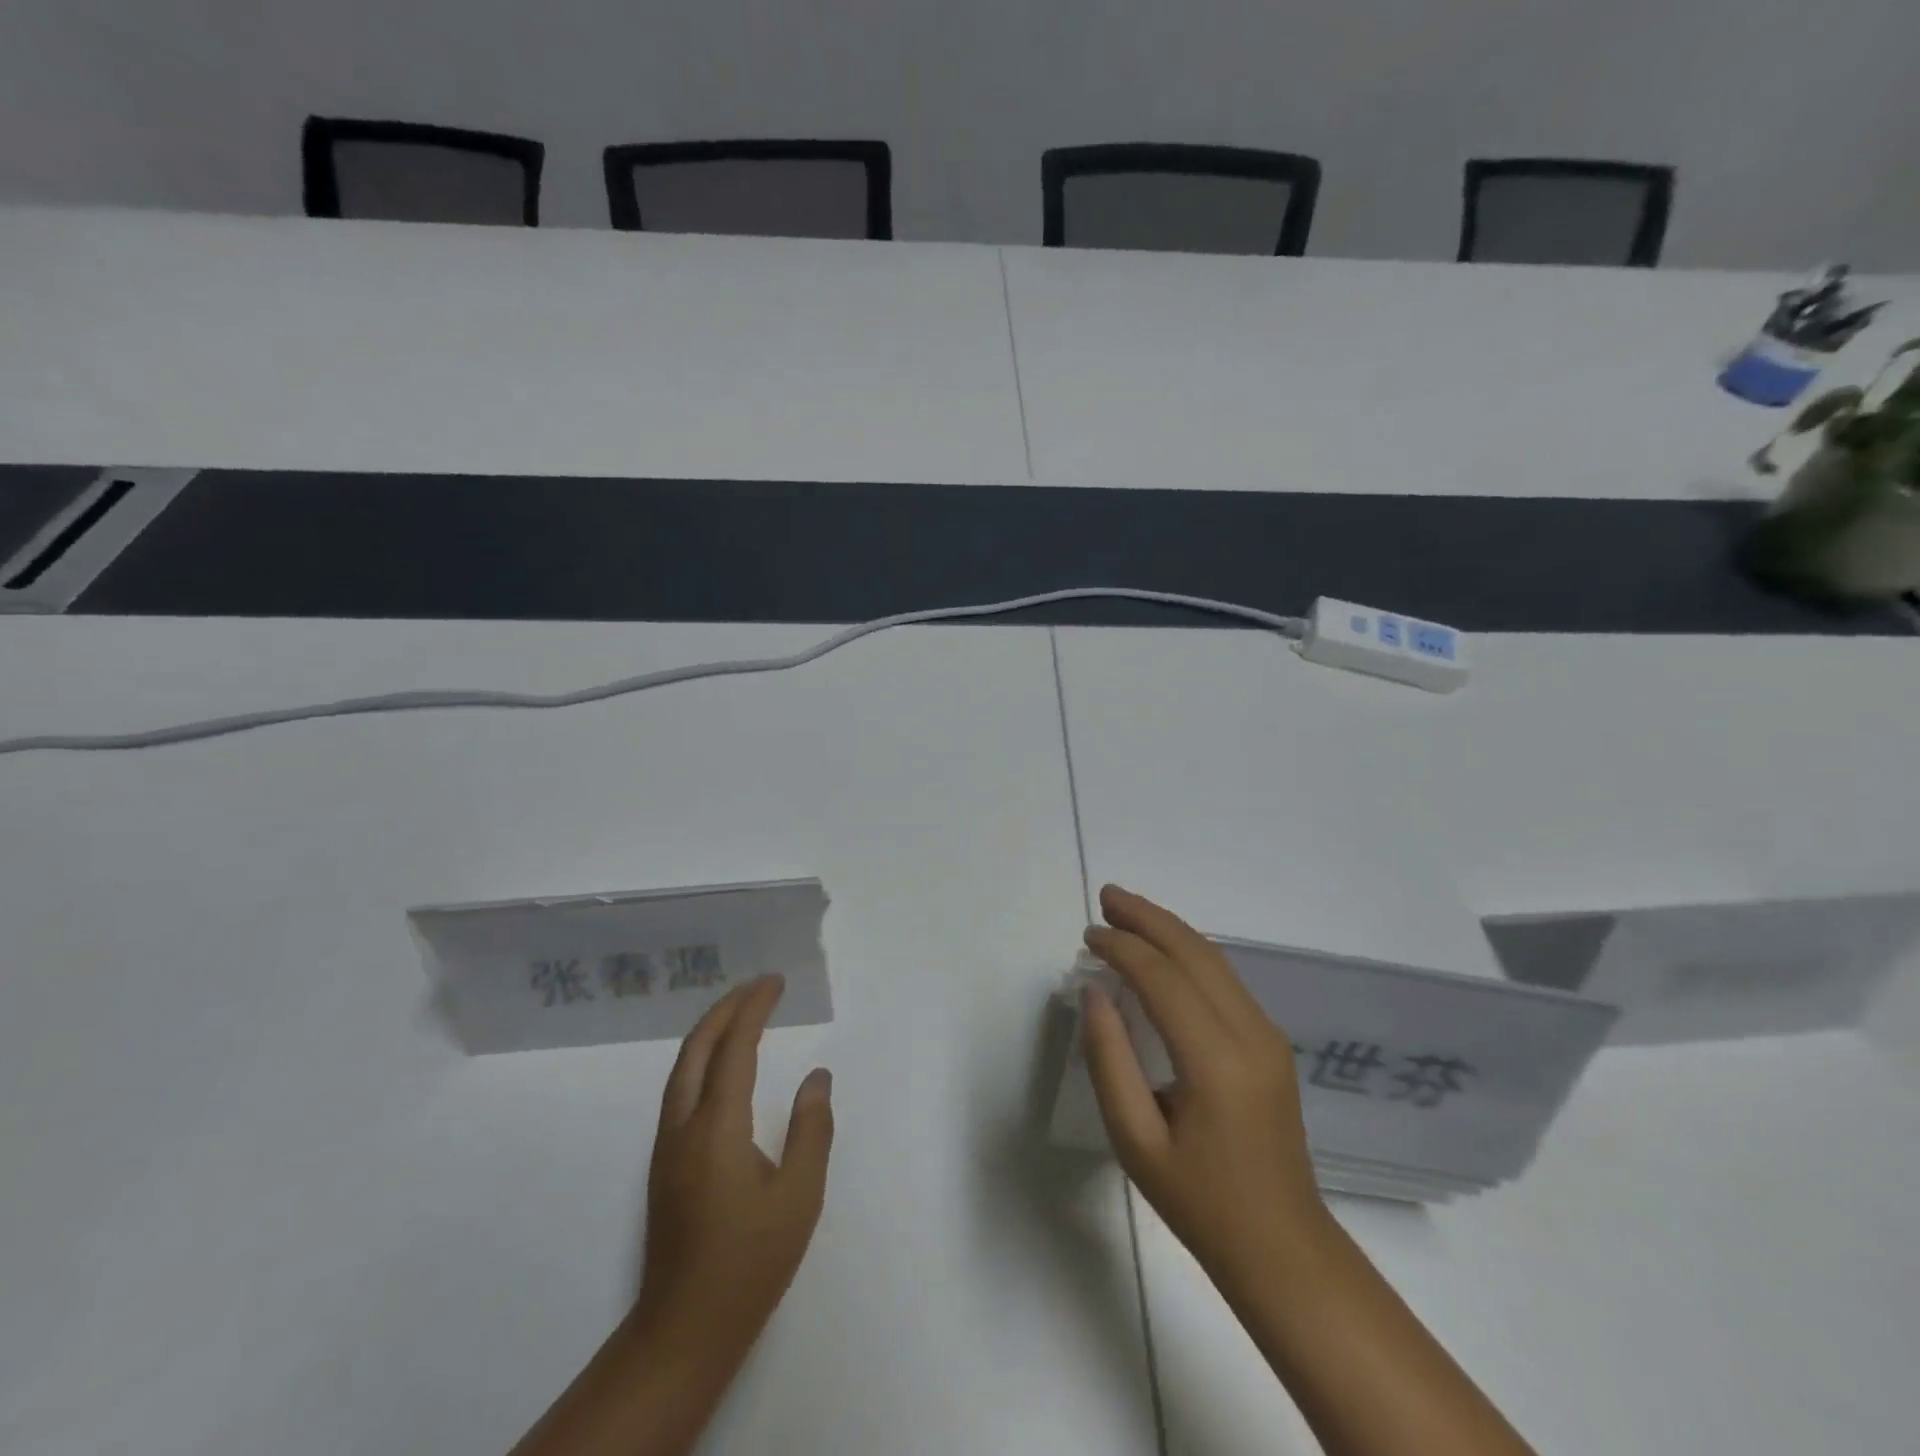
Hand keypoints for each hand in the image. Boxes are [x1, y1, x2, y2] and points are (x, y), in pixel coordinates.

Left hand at [631, 975, 834, 1362]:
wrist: (683, 1330)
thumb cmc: (749, 1262)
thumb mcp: (799, 1197)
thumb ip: (811, 1129)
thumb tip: (817, 1077)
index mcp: (717, 1127)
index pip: (734, 1047)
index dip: (754, 1007)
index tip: (776, 982)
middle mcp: (683, 1126)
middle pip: (697, 1047)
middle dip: (726, 1008)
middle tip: (759, 987)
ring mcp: (667, 1146)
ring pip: (682, 1068)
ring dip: (710, 1031)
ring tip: (741, 1013)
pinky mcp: (664, 1164)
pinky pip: (680, 1089)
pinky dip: (702, 1058)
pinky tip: (722, 1068)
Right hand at [1081, 885, 1330, 1295]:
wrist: (1283, 1246)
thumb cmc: (1200, 1202)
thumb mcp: (1135, 1141)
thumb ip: (1110, 1060)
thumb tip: (1095, 992)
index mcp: (1216, 1062)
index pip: (1164, 979)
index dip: (1123, 947)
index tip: (1089, 934)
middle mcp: (1250, 1034)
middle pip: (1195, 953)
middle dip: (1148, 918)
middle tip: (1106, 896)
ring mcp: (1268, 1035)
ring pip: (1214, 959)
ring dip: (1169, 929)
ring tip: (1126, 911)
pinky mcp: (1271, 1042)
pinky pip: (1224, 979)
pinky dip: (1187, 953)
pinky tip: (1161, 951)